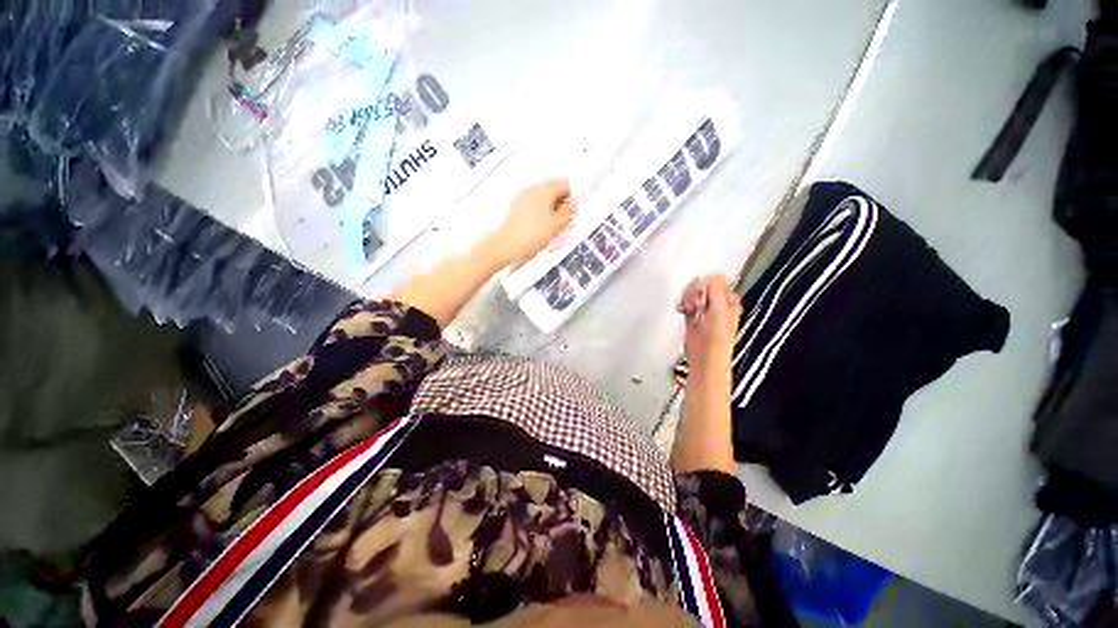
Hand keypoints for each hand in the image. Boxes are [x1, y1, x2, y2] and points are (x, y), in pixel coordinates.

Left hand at [494, 179, 572, 264]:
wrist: (509, 244)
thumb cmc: (535, 234)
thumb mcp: (557, 225)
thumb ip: (568, 212)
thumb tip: (570, 205)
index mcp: (545, 190)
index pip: (565, 184)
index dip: (572, 195)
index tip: (574, 208)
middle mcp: (533, 188)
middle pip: (553, 187)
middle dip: (561, 199)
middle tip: (565, 216)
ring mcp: (523, 195)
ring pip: (543, 195)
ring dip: (551, 204)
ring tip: (553, 222)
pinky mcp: (517, 205)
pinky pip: (533, 201)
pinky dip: (541, 208)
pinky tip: (541, 223)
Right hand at [678, 275, 741, 367]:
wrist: (705, 356)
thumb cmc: (717, 336)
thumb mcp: (720, 310)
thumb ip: (715, 291)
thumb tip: (706, 279)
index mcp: (728, 300)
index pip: (716, 280)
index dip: (706, 283)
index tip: (700, 293)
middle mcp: (716, 302)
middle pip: (702, 284)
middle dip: (695, 291)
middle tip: (694, 304)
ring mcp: (703, 308)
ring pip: (692, 292)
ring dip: (687, 298)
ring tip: (688, 309)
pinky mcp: (692, 314)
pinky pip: (685, 301)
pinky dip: (682, 304)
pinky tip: (682, 310)